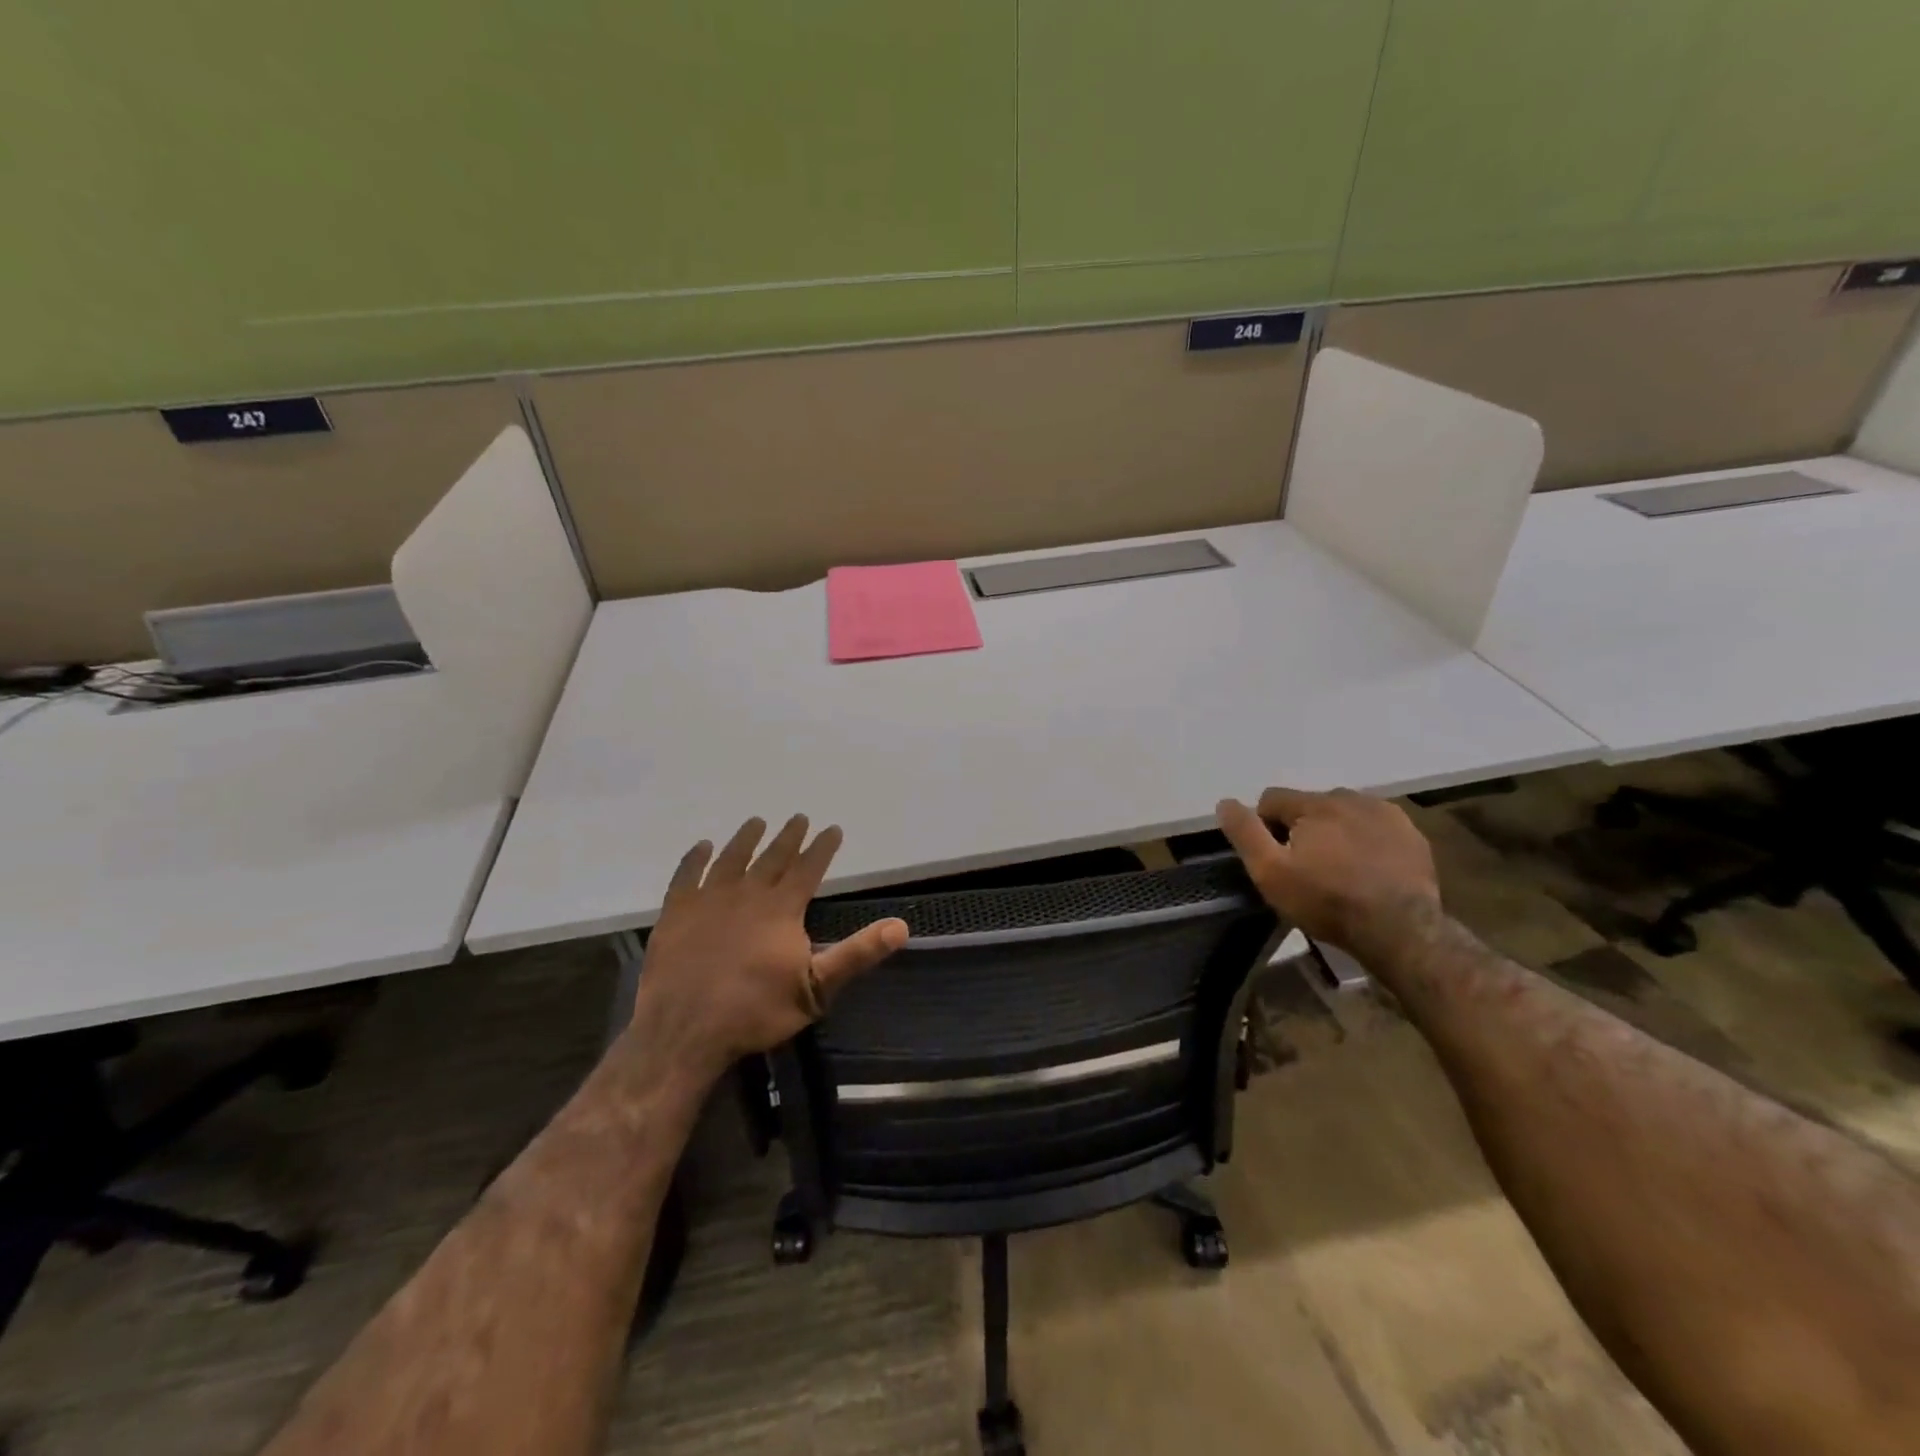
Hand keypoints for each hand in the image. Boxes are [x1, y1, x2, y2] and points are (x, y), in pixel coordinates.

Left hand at [632, 815, 907, 1081]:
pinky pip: (687, 876)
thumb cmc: (755, 1011)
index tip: (832, 828)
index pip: (808, 868)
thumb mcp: (816, 989)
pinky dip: (695, 859)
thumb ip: (857, 954)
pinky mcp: (676, 913)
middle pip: (772, 857)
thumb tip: (900, 926)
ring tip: (757, 822)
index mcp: (781, 909)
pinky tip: (702, 847)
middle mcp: (747, 894)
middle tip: (799, 817)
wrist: (684, 1031)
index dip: (822, 847)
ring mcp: (708, 900)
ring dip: (746, 839)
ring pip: (731, 859)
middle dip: (789, 836)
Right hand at [1215, 787, 1439, 951]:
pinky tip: (1367, 868)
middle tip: (1305, 866)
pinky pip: (1375, 827)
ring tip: (1337, 867)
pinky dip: (1366, 840)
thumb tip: (1225, 802)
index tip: (1273, 857)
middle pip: (1309, 804)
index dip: (1264, 826)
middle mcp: (1350, 798)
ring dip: (1334, 830)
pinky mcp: (1412, 835)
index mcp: (1314, 803)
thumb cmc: (1326, 900)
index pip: (1272, 799)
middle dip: (1301, 827)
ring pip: (1344, 813)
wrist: (1401, 930)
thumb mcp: (1270, 872)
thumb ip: (1245, 833)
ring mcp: (1386, 814)